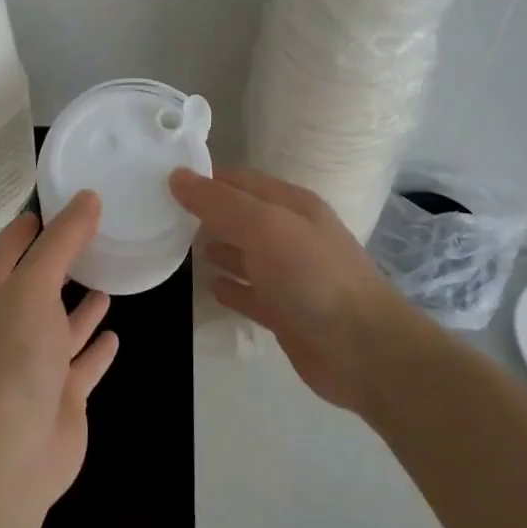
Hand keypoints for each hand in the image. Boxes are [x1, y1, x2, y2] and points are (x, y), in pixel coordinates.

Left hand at [0, 193, 119, 519]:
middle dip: (59, 264)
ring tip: (106, 280)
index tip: (53, 205)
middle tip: (93, 235)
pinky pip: (82, 364)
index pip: (5, 251)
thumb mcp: (35, 285)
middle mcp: (9, 327)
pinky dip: (95, 348)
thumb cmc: (13, 356)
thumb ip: (62, 241)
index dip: (25, 229)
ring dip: (79, 306)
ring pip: (60, 326)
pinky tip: (114, 333)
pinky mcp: (61, 396)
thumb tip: (88, 196)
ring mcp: (35, 365)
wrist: (10, 455)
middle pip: (35, 286)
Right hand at [171, 166, 405, 411]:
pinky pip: (251, 293)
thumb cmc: (313, 277)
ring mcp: (290, 276)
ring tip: (178, 245)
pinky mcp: (286, 313)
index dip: (206, 178)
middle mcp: (291, 235)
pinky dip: (230, 287)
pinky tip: (208, 286)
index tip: (164, 178)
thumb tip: (177, 175)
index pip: (240, 181)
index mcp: (292, 205)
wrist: (364, 351)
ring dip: (217, 247)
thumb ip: (220, 203)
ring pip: (245, 254)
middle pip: (242, 216)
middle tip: (162, 213)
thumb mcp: (265, 227)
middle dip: (207, 213)